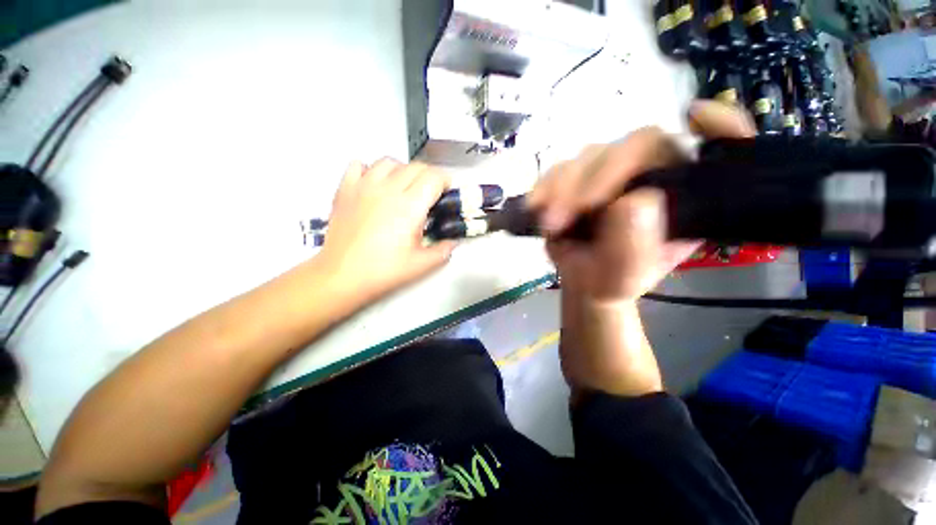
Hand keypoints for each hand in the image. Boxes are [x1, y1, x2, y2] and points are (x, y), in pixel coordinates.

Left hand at [318, 159, 455, 301]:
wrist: (342, 276)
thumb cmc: (383, 271)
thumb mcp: (422, 265)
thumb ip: (443, 250)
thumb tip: (452, 242)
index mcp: (410, 207)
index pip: (433, 177)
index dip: (445, 181)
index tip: (446, 193)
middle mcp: (388, 190)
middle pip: (415, 167)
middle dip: (429, 176)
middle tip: (430, 194)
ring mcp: (364, 186)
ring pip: (389, 162)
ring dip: (402, 170)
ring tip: (404, 187)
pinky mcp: (345, 190)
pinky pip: (359, 165)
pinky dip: (371, 169)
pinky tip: (375, 184)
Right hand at [528, 101, 755, 303]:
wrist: (581, 279)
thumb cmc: (612, 280)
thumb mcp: (625, 276)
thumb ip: (633, 248)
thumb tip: (633, 202)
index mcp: (684, 193)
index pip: (713, 149)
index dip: (720, 127)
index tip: (697, 117)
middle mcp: (652, 172)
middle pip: (634, 146)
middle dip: (595, 179)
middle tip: (566, 218)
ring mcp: (612, 171)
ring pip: (590, 155)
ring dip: (562, 187)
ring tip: (549, 224)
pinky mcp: (579, 175)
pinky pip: (560, 168)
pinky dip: (545, 186)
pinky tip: (535, 207)